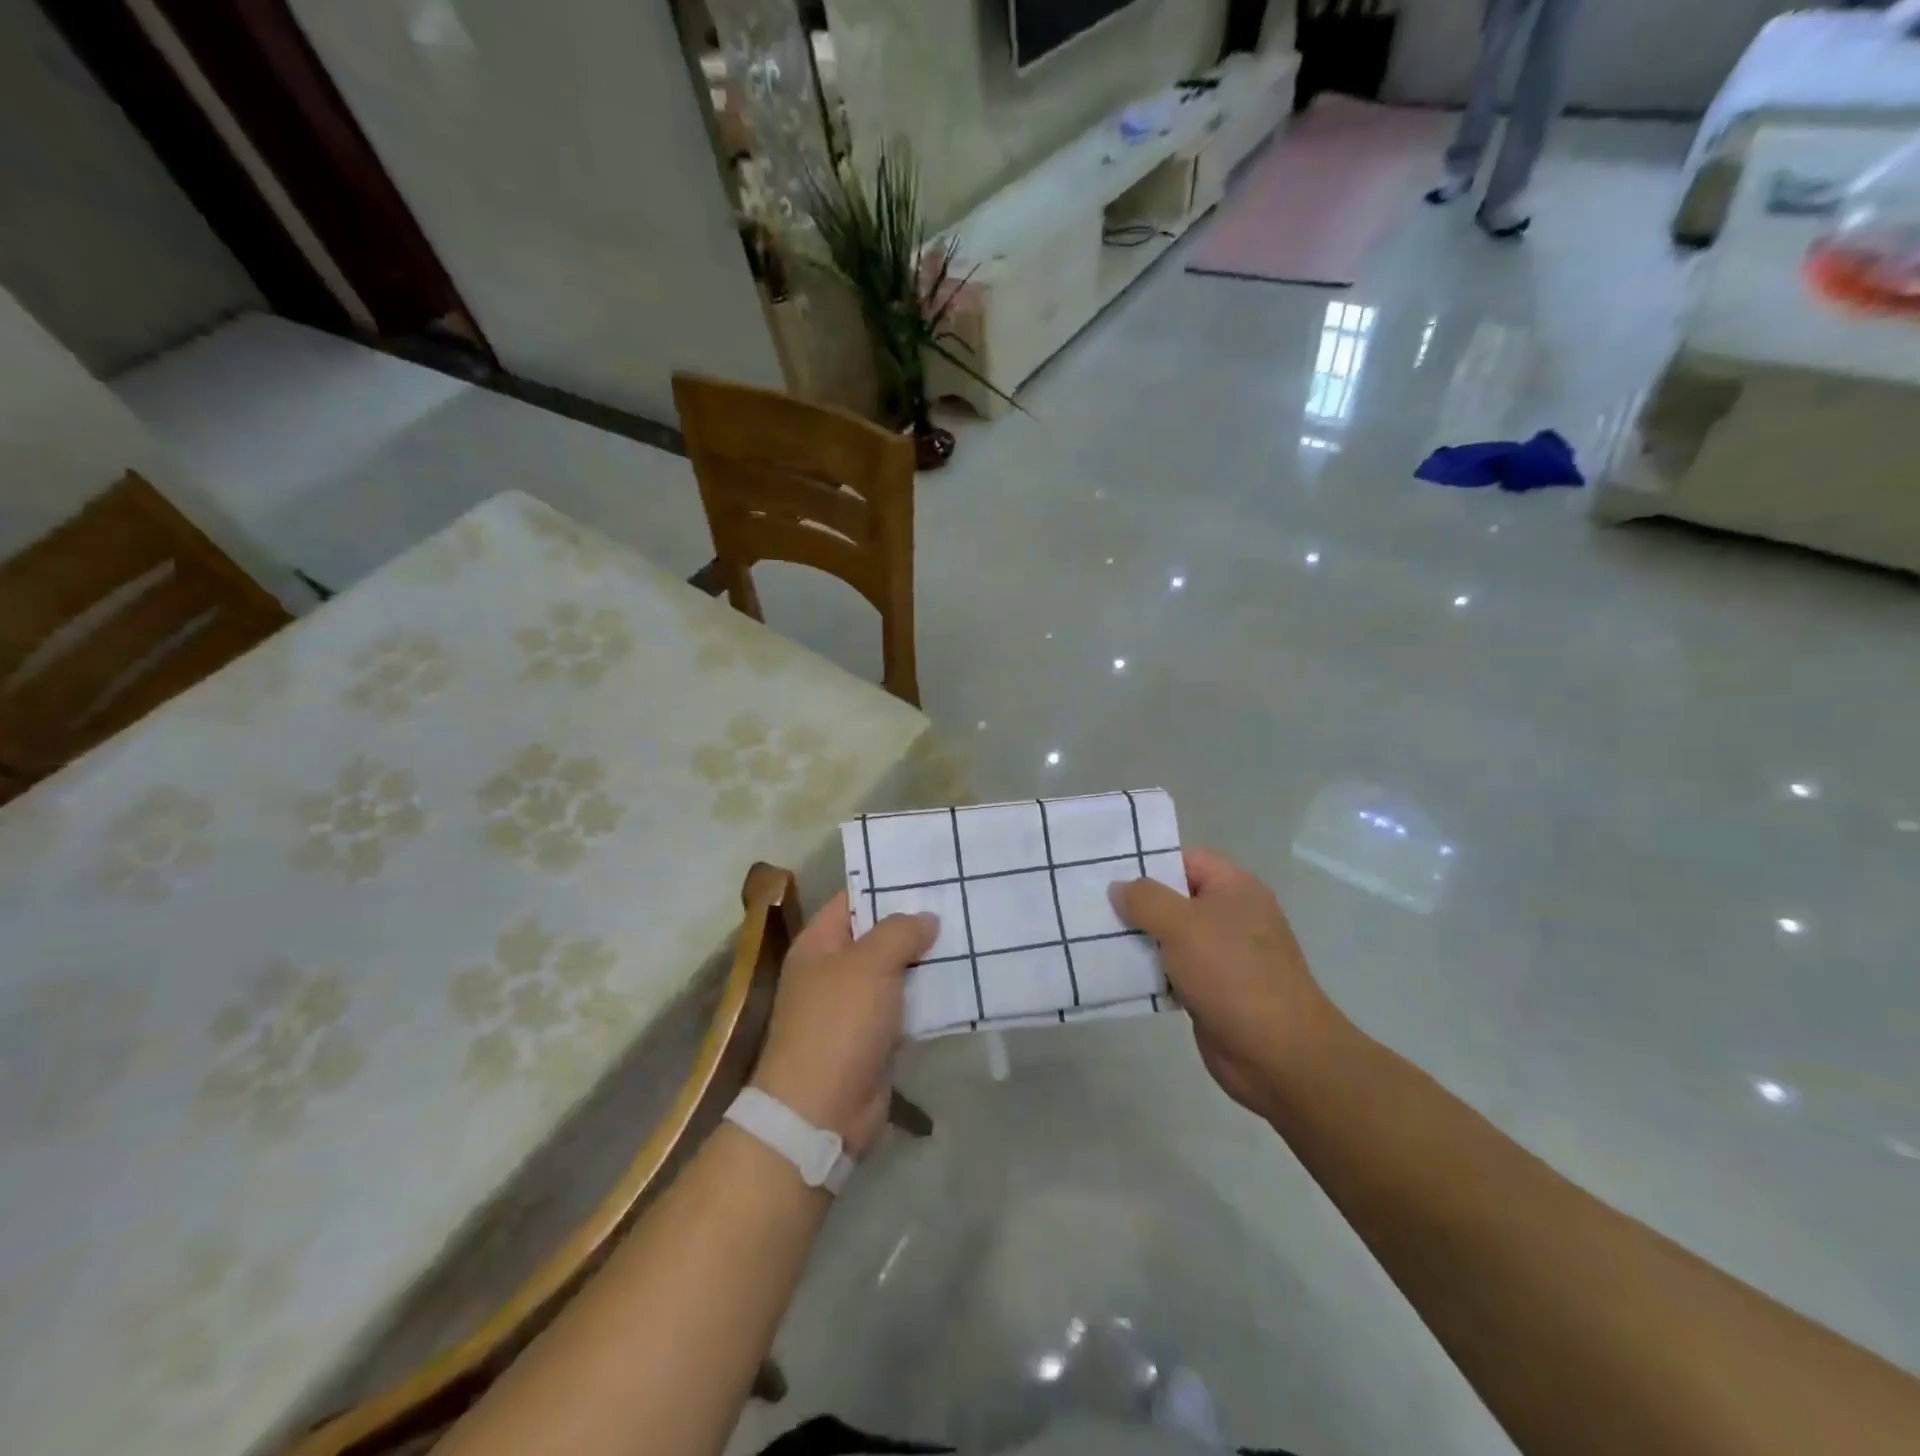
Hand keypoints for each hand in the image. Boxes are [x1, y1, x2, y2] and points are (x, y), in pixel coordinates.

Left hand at [751, 893, 937, 1157]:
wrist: (821, 1111)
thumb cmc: (838, 1024)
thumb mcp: (868, 964)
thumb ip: (899, 932)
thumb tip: (926, 918)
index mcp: (819, 944)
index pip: (853, 899)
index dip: (887, 884)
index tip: (928, 872)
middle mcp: (834, 970)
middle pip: (878, 935)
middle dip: (915, 922)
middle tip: (959, 900)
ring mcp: (855, 1006)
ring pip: (896, 971)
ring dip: (927, 959)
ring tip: (970, 933)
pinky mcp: (876, 1037)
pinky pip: (906, 1006)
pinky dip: (929, 996)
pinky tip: (963, 980)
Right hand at [1111, 847, 1345, 1120]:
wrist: (1278, 1054)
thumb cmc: (1232, 974)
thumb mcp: (1182, 925)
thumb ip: (1146, 899)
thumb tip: (1119, 887)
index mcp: (1235, 889)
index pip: (1186, 858)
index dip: (1150, 860)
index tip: (1109, 870)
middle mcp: (1232, 916)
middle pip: (1176, 897)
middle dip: (1137, 901)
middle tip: (1092, 903)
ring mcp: (1224, 955)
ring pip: (1171, 936)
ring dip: (1139, 938)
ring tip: (1094, 935)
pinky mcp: (1213, 990)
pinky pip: (1174, 970)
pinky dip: (1150, 971)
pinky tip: (1117, 972)